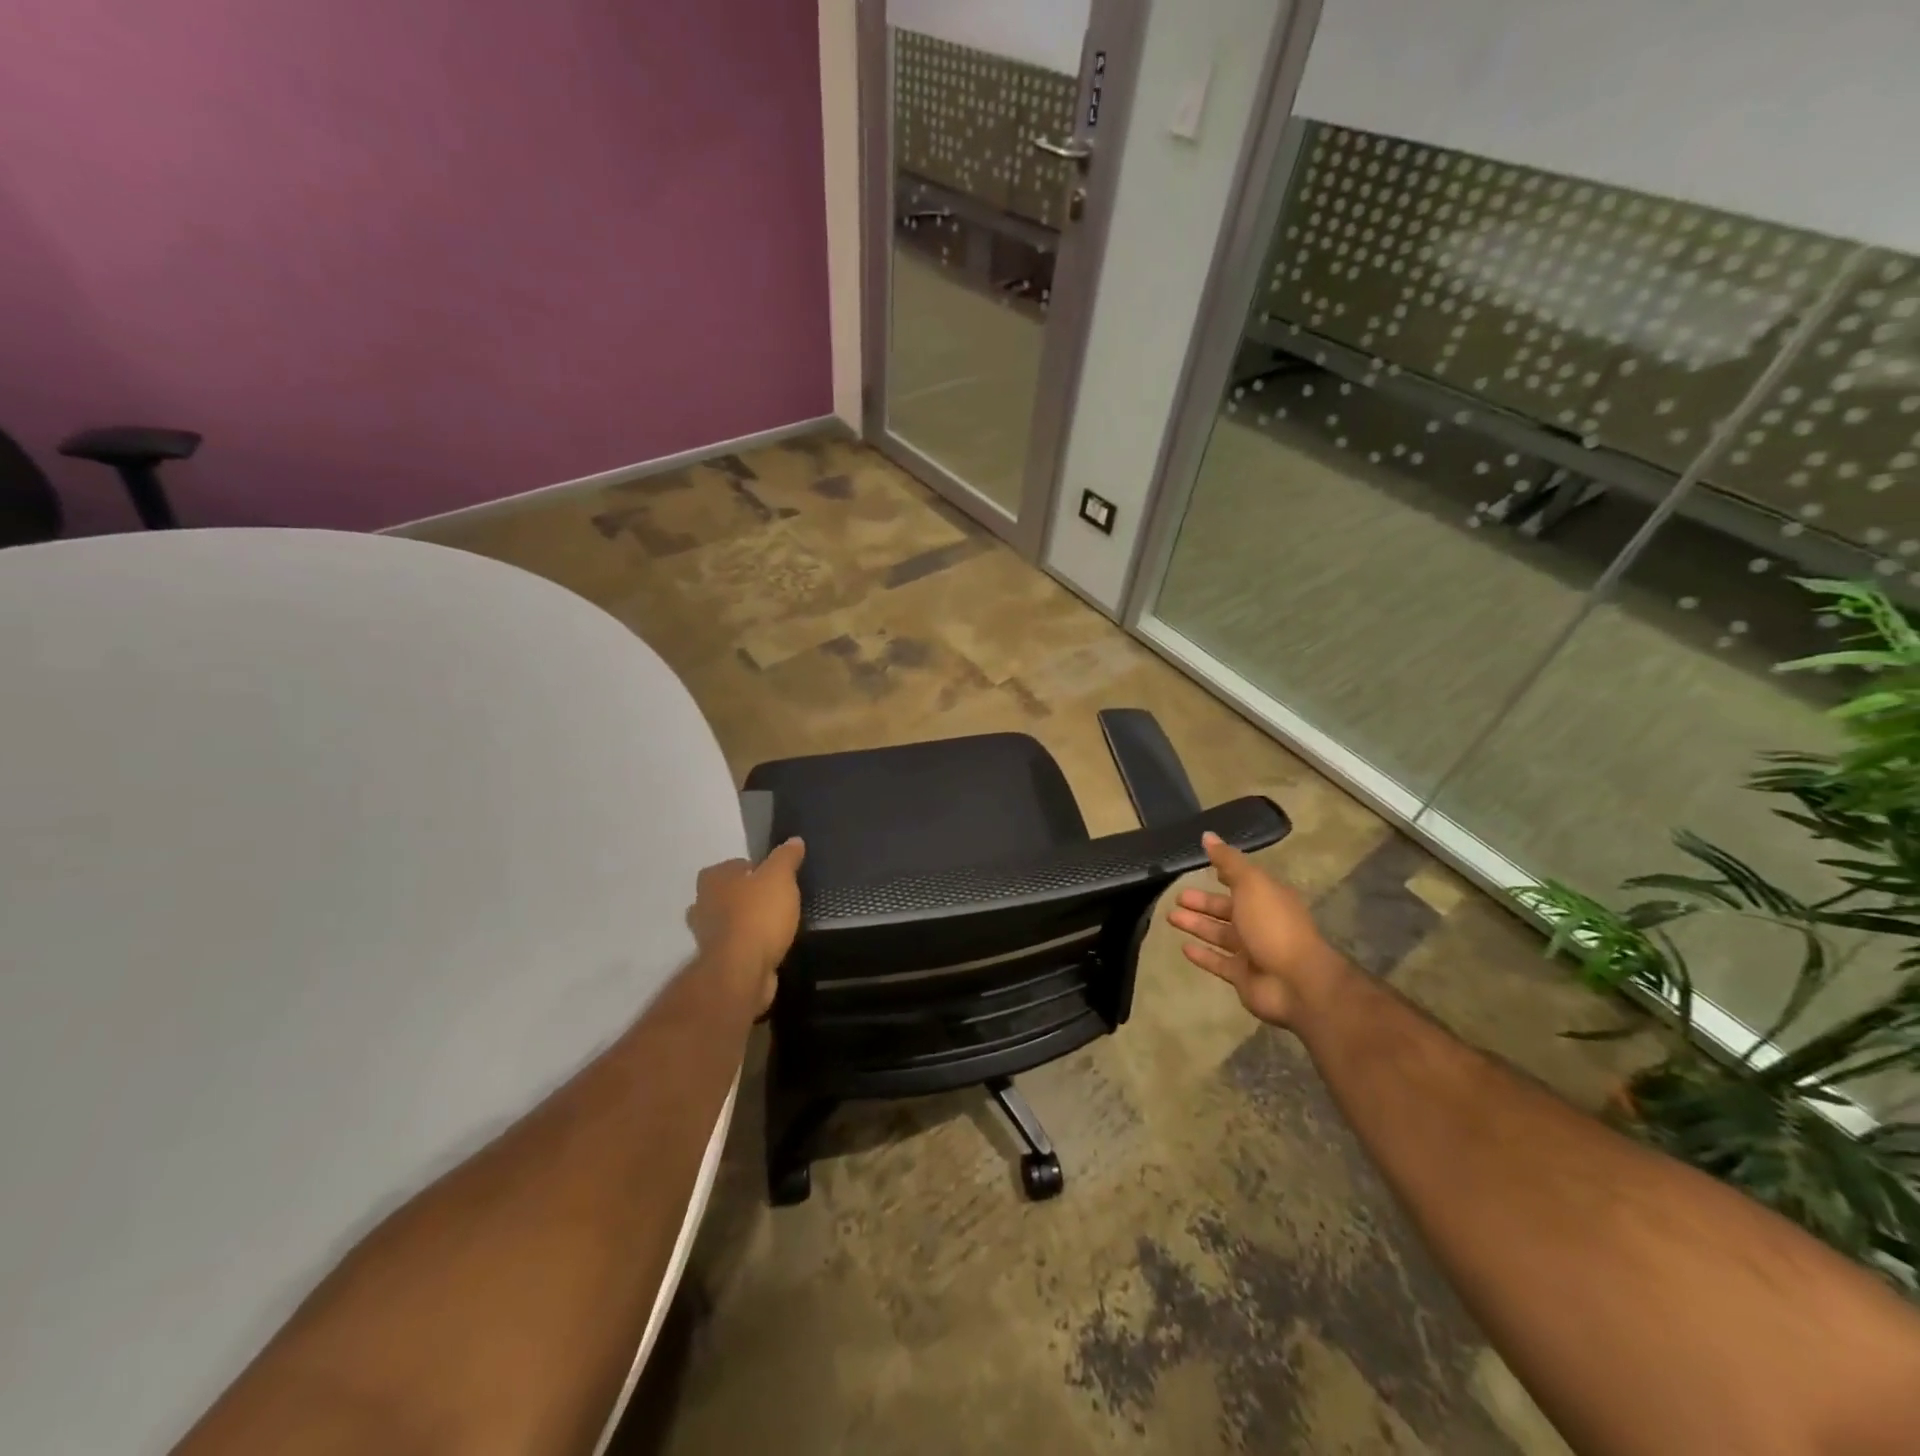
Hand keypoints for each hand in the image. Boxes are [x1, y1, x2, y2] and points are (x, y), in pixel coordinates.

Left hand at [687, 838, 805, 1016]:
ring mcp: (706, 935)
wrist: (742, 971)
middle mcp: (702, 904)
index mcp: (713, 878)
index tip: (777, 879)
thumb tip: (794, 840)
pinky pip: (735, 945)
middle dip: (747, 896)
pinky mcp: (716, 962)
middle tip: (775, 900)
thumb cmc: (758, 915)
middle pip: (728, 893)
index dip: (757, 869)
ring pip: (728, 921)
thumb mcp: (780, 877)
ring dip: (745, 922)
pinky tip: (768, 946)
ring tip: (774, 924)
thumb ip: (786, 857)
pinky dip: (748, 945)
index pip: (736, 865)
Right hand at [1166, 832, 1347, 1027]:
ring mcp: (1253, 952)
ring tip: (1171, 917)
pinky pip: (1218, 963)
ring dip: (1196, 925)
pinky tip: (1183, 948)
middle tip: (1177, 897)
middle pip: (1226, 909)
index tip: (1203, 867)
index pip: (1243, 882)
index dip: (1225, 874)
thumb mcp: (1251, 884)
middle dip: (1202, 902)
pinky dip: (1202, 955)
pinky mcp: (1243, 976)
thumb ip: (1228, 861)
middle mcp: (1261, 922)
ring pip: (1219, 934)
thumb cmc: (1273, 925)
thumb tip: (1208, 835)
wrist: (1296, 983)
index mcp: (1268, 898)